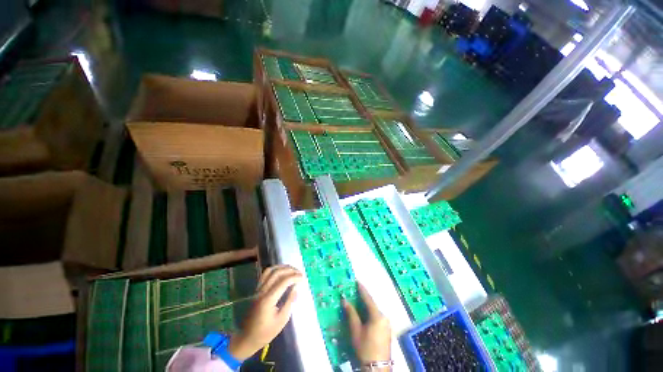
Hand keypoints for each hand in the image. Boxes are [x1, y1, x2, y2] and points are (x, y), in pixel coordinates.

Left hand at [227, 265, 302, 359]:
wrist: (247, 338)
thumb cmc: (266, 333)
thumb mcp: (282, 320)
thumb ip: (289, 302)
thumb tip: (296, 288)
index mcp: (268, 300)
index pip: (283, 281)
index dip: (294, 277)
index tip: (302, 278)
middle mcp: (262, 291)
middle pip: (277, 273)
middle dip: (290, 270)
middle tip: (299, 272)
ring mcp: (258, 290)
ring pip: (270, 270)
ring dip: (282, 267)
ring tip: (292, 269)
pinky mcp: (256, 290)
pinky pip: (265, 274)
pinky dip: (275, 269)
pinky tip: (282, 272)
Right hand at [343, 283, 391, 364]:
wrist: (377, 367)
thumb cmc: (365, 348)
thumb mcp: (356, 330)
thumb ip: (351, 314)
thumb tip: (344, 300)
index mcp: (377, 316)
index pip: (368, 299)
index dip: (362, 290)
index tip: (357, 281)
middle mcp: (384, 317)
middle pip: (372, 304)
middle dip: (363, 298)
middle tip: (355, 291)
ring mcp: (386, 324)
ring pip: (375, 311)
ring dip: (366, 305)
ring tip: (358, 300)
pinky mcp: (386, 330)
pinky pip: (377, 317)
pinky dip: (370, 313)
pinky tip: (365, 313)